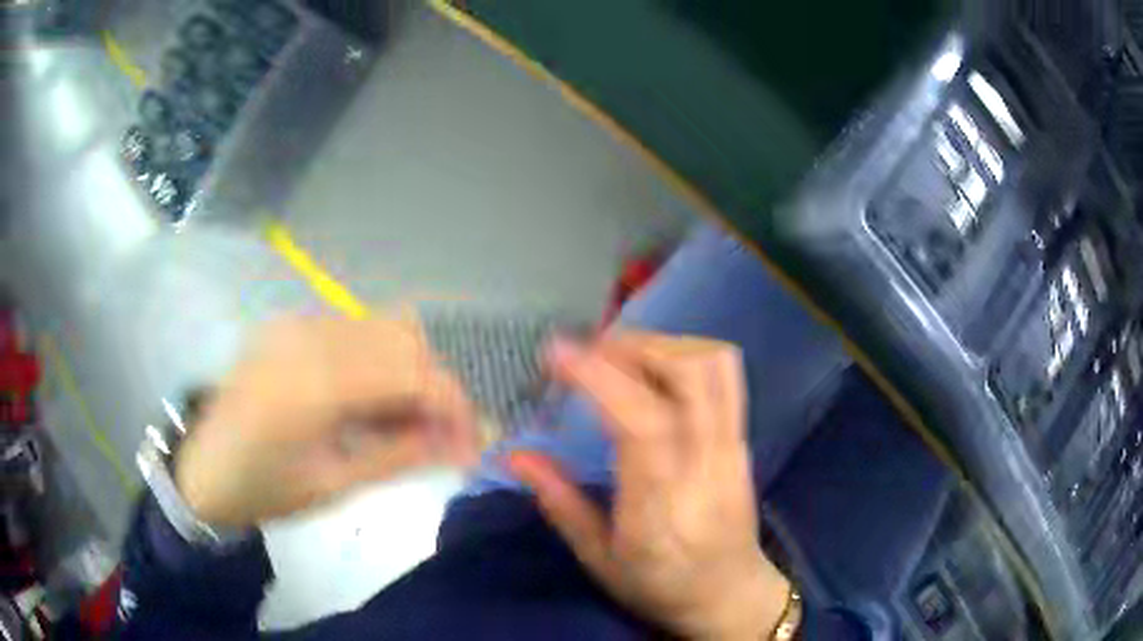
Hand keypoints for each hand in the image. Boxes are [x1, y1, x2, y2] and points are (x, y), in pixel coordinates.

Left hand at [174, 314, 477, 529]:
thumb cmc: (263, 489)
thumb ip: (401, 454)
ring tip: (404, 422)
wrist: (202, 470)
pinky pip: (355, 330)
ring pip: (384, 327)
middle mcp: (311, 334)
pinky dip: (379, 361)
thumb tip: (463, 444)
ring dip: (409, 371)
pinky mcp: (290, 325)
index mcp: (317, 380)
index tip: (471, 443)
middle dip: (436, 387)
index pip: (413, 371)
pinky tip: (368, 401)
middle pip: (405, 338)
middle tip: (439, 437)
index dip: (454, 406)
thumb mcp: (334, 484)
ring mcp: (298, 322)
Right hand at [507, 333, 790, 640]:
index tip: (556, 353)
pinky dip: (683, 354)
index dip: (599, 378)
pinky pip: (723, 375)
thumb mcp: (599, 559)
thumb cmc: (660, 586)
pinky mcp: (742, 439)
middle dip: (633, 346)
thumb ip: (559, 502)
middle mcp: (706, 465)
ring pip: (713, 364)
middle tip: (588, 352)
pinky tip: (652, 370)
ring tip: (618, 356)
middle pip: (689, 375)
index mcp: (661, 507)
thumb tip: (513, 454)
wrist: (731, 594)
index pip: (641, 424)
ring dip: (662, 344)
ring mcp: (732, 447)